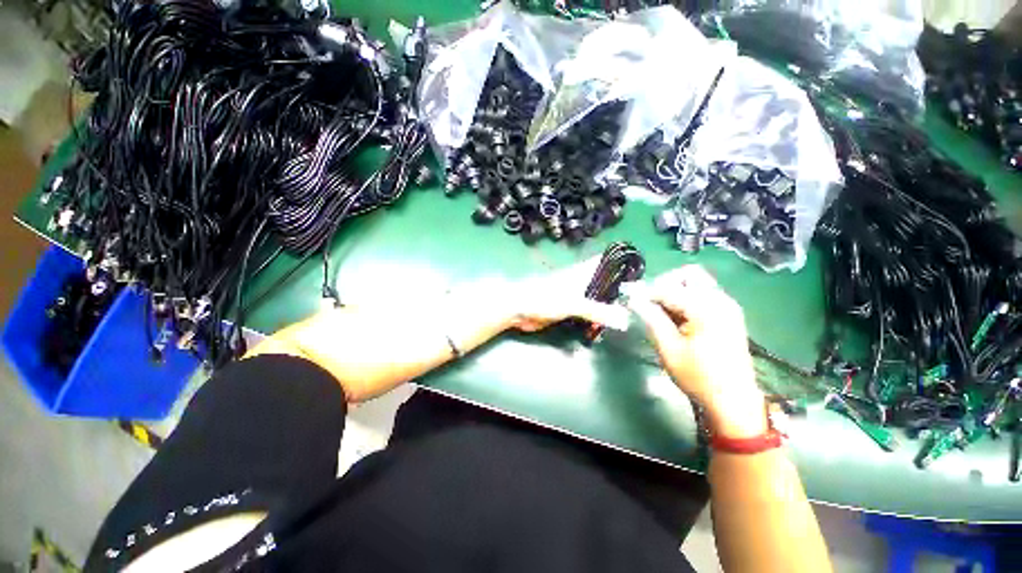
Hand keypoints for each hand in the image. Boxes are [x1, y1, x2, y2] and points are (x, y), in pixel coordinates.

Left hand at [500, 257, 630, 332]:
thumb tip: (625, 319)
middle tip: (641, 301)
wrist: (518, 310)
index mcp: (582, 272)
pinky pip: (587, 312)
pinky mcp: (568, 310)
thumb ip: (597, 311)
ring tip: (630, 315)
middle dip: (620, 289)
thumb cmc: (543, 298)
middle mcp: (581, 281)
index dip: (622, 262)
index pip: (605, 261)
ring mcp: (574, 296)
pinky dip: (597, 317)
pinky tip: (607, 326)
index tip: (641, 272)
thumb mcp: (572, 303)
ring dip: (609, 305)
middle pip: (604, 281)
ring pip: (597, 298)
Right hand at [624, 265, 766, 438]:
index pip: (667, 289)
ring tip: (660, 312)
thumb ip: (651, 319)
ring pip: (695, 283)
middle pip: (688, 275)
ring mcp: (727, 306)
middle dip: (664, 284)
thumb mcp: (669, 349)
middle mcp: (720, 300)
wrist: (733, 401)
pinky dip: (686, 299)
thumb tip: (634, 300)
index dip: (645, 293)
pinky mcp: (729, 314)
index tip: (629, 299)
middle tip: (649, 303)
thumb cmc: (698, 377)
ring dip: (674, 292)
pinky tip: (677, 318)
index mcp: (706, 308)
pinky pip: (703, 294)